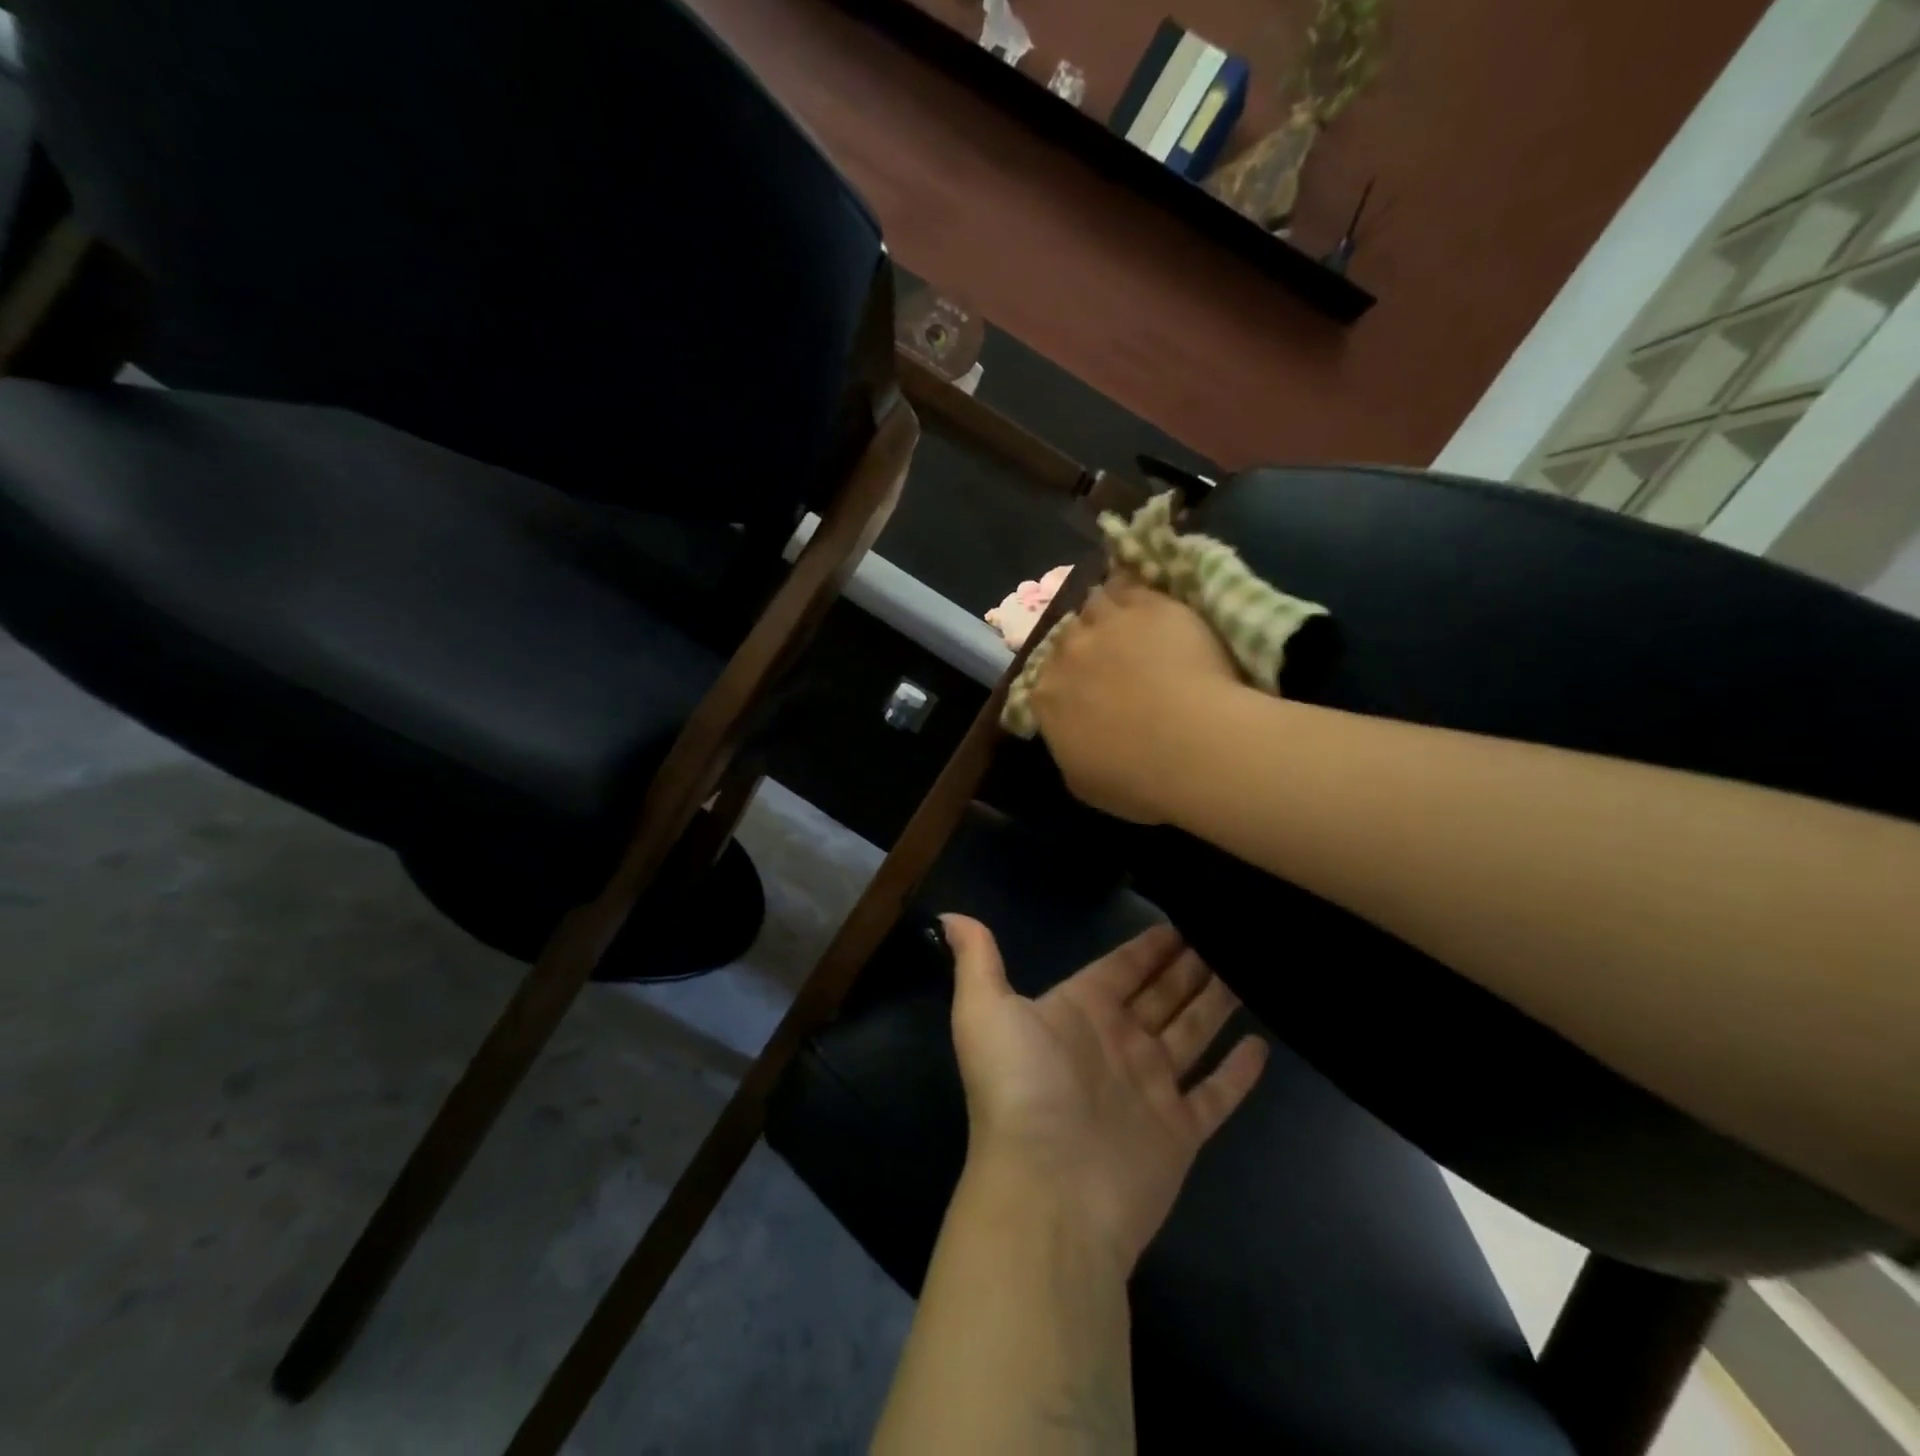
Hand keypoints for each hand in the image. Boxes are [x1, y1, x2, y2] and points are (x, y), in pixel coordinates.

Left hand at [945, 915, 1268, 1270]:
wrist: (1049, 1190)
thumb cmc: (1020, 1088)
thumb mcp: (985, 1011)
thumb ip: (977, 961)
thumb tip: (949, 917)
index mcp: (1080, 1012)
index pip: (1120, 969)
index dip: (1147, 947)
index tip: (1178, 921)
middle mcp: (1117, 1043)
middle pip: (1161, 995)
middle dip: (1188, 967)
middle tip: (1226, 935)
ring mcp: (1150, 1087)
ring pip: (1192, 1033)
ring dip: (1215, 1004)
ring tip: (1247, 971)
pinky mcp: (1179, 1131)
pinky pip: (1216, 1095)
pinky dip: (1237, 1073)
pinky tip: (1260, 1045)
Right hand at [1029, 576, 1241, 822]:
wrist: (1191, 745)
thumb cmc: (1136, 778)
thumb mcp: (1085, 782)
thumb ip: (1070, 750)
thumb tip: (1072, 738)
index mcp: (1046, 698)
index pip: (1044, 680)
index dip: (1064, 682)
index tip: (1082, 691)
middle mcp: (1067, 653)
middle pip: (1067, 636)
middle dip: (1083, 645)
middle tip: (1108, 657)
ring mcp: (1106, 624)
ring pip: (1094, 603)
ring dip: (1105, 612)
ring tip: (1127, 622)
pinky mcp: (1148, 605)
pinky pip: (1131, 586)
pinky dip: (1134, 593)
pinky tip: (1148, 602)